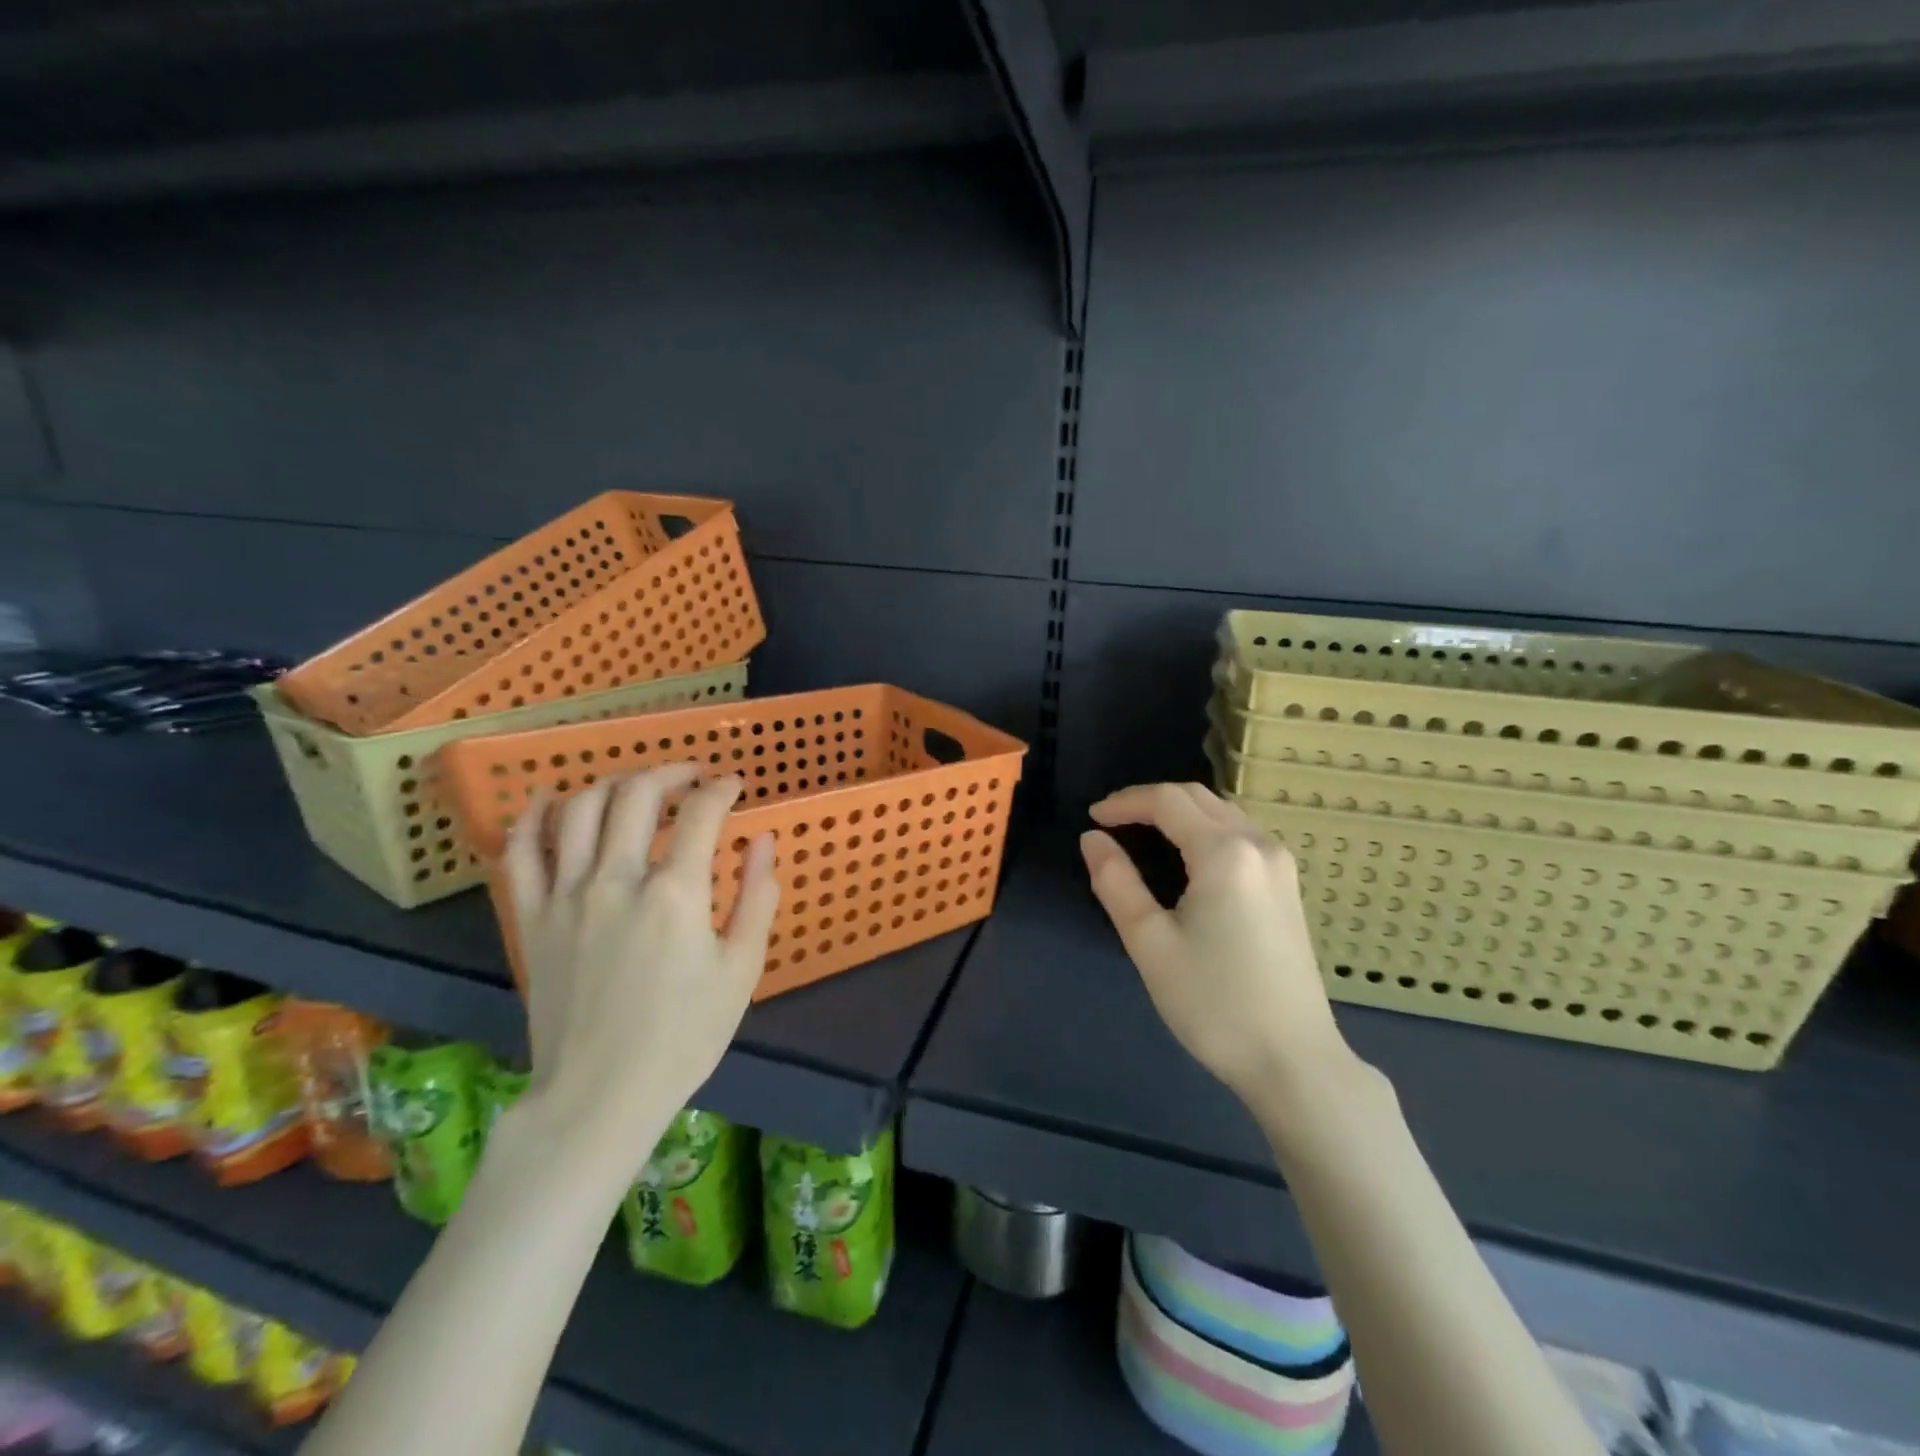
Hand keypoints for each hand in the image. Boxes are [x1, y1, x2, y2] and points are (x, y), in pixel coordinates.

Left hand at [502, 767, 777, 1172]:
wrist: (600, 1096)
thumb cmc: (683, 1036)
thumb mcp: (741, 970)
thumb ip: (757, 898)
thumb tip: (764, 842)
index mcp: (675, 894)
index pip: (702, 814)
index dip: (722, 789)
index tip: (734, 785)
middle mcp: (617, 880)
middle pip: (638, 795)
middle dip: (671, 772)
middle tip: (692, 777)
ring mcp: (566, 896)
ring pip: (580, 809)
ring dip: (613, 784)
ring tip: (636, 788)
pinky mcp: (531, 918)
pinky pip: (521, 852)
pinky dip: (533, 817)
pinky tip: (550, 801)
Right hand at [1081, 782, 1353, 1104]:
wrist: (1293, 1060)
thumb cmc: (1214, 1002)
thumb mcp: (1150, 943)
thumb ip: (1116, 882)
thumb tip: (1092, 840)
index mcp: (1224, 852)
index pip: (1167, 801)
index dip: (1124, 802)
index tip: (1091, 819)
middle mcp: (1258, 844)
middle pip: (1198, 797)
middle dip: (1150, 800)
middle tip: (1111, 822)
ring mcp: (1280, 865)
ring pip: (1223, 812)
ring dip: (1180, 811)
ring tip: (1142, 832)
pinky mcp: (1288, 886)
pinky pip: (1241, 834)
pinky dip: (1206, 828)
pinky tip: (1187, 855)